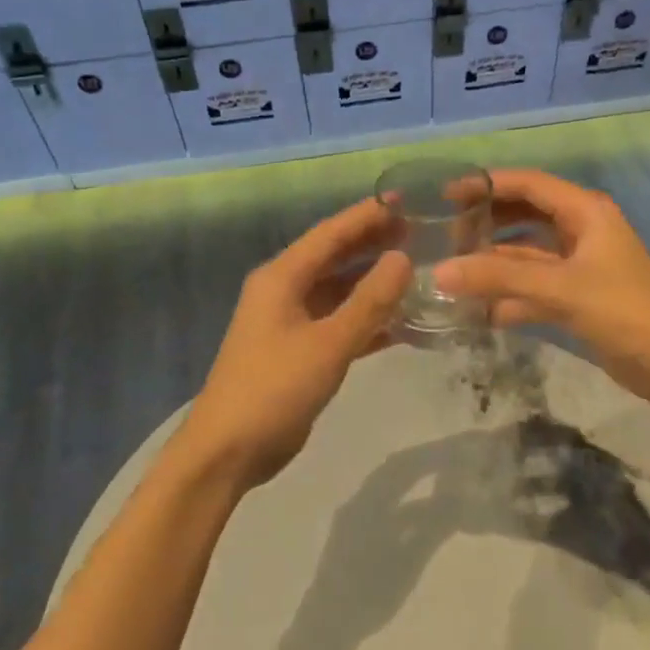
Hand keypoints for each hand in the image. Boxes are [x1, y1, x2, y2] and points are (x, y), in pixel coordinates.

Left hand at [176, 198, 409, 491]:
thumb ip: (369, 302)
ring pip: (339, 292)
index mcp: (281, 278)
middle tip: (420, 233)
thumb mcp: (328, 343)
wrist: (229, 450)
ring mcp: (290, 323)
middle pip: (334, 258)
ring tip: (417, 271)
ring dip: (373, 283)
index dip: (367, 215)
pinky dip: (366, 321)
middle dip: (373, 244)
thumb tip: (402, 259)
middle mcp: (283, 292)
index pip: (330, 233)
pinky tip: (401, 323)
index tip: (406, 200)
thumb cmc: (274, 389)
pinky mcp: (298, 352)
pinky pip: (338, 324)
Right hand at [434, 170, 649, 406]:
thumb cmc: (622, 310)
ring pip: (526, 256)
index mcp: (585, 212)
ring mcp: (578, 266)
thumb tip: (439, 272)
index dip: (487, 185)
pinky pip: (533, 288)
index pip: (529, 185)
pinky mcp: (576, 298)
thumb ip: (499, 279)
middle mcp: (581, 231)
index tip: (446, 195)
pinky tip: (478, 311)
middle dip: (487, 224)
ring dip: (494, 264)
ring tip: (453, 273)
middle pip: (524, 217)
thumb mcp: (559, 288)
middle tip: (446, 237)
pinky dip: (508, 296)